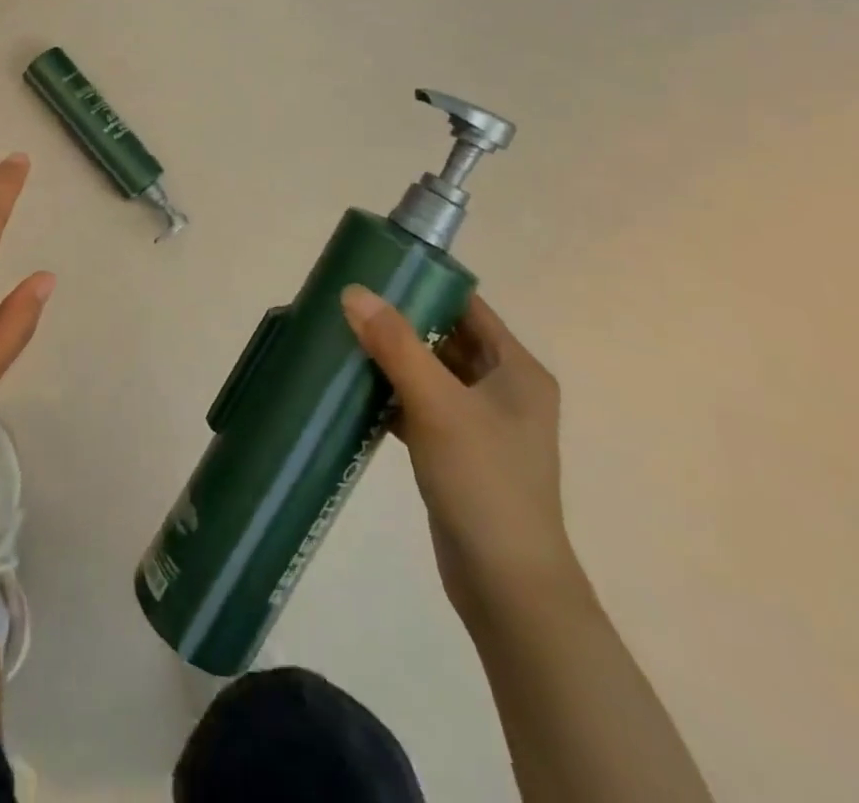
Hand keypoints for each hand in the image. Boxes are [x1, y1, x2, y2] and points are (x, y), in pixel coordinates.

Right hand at [342, 287, 587, 622]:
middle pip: (445, 337)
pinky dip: (391, 396)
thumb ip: (395, 344)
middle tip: (347, 305)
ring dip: (391, 359)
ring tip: (341, 339)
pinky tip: (353, 391)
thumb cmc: (483, 481)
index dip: (424, 285)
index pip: (467, 306)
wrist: (507, 586)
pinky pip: (420, 407)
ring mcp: (482, 424)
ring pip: (429, 373)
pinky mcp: (459, 452)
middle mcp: (504, 390)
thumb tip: (353, 291)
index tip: (374, 273)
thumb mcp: (437, 404)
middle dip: (398, 322)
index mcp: (516, 370)